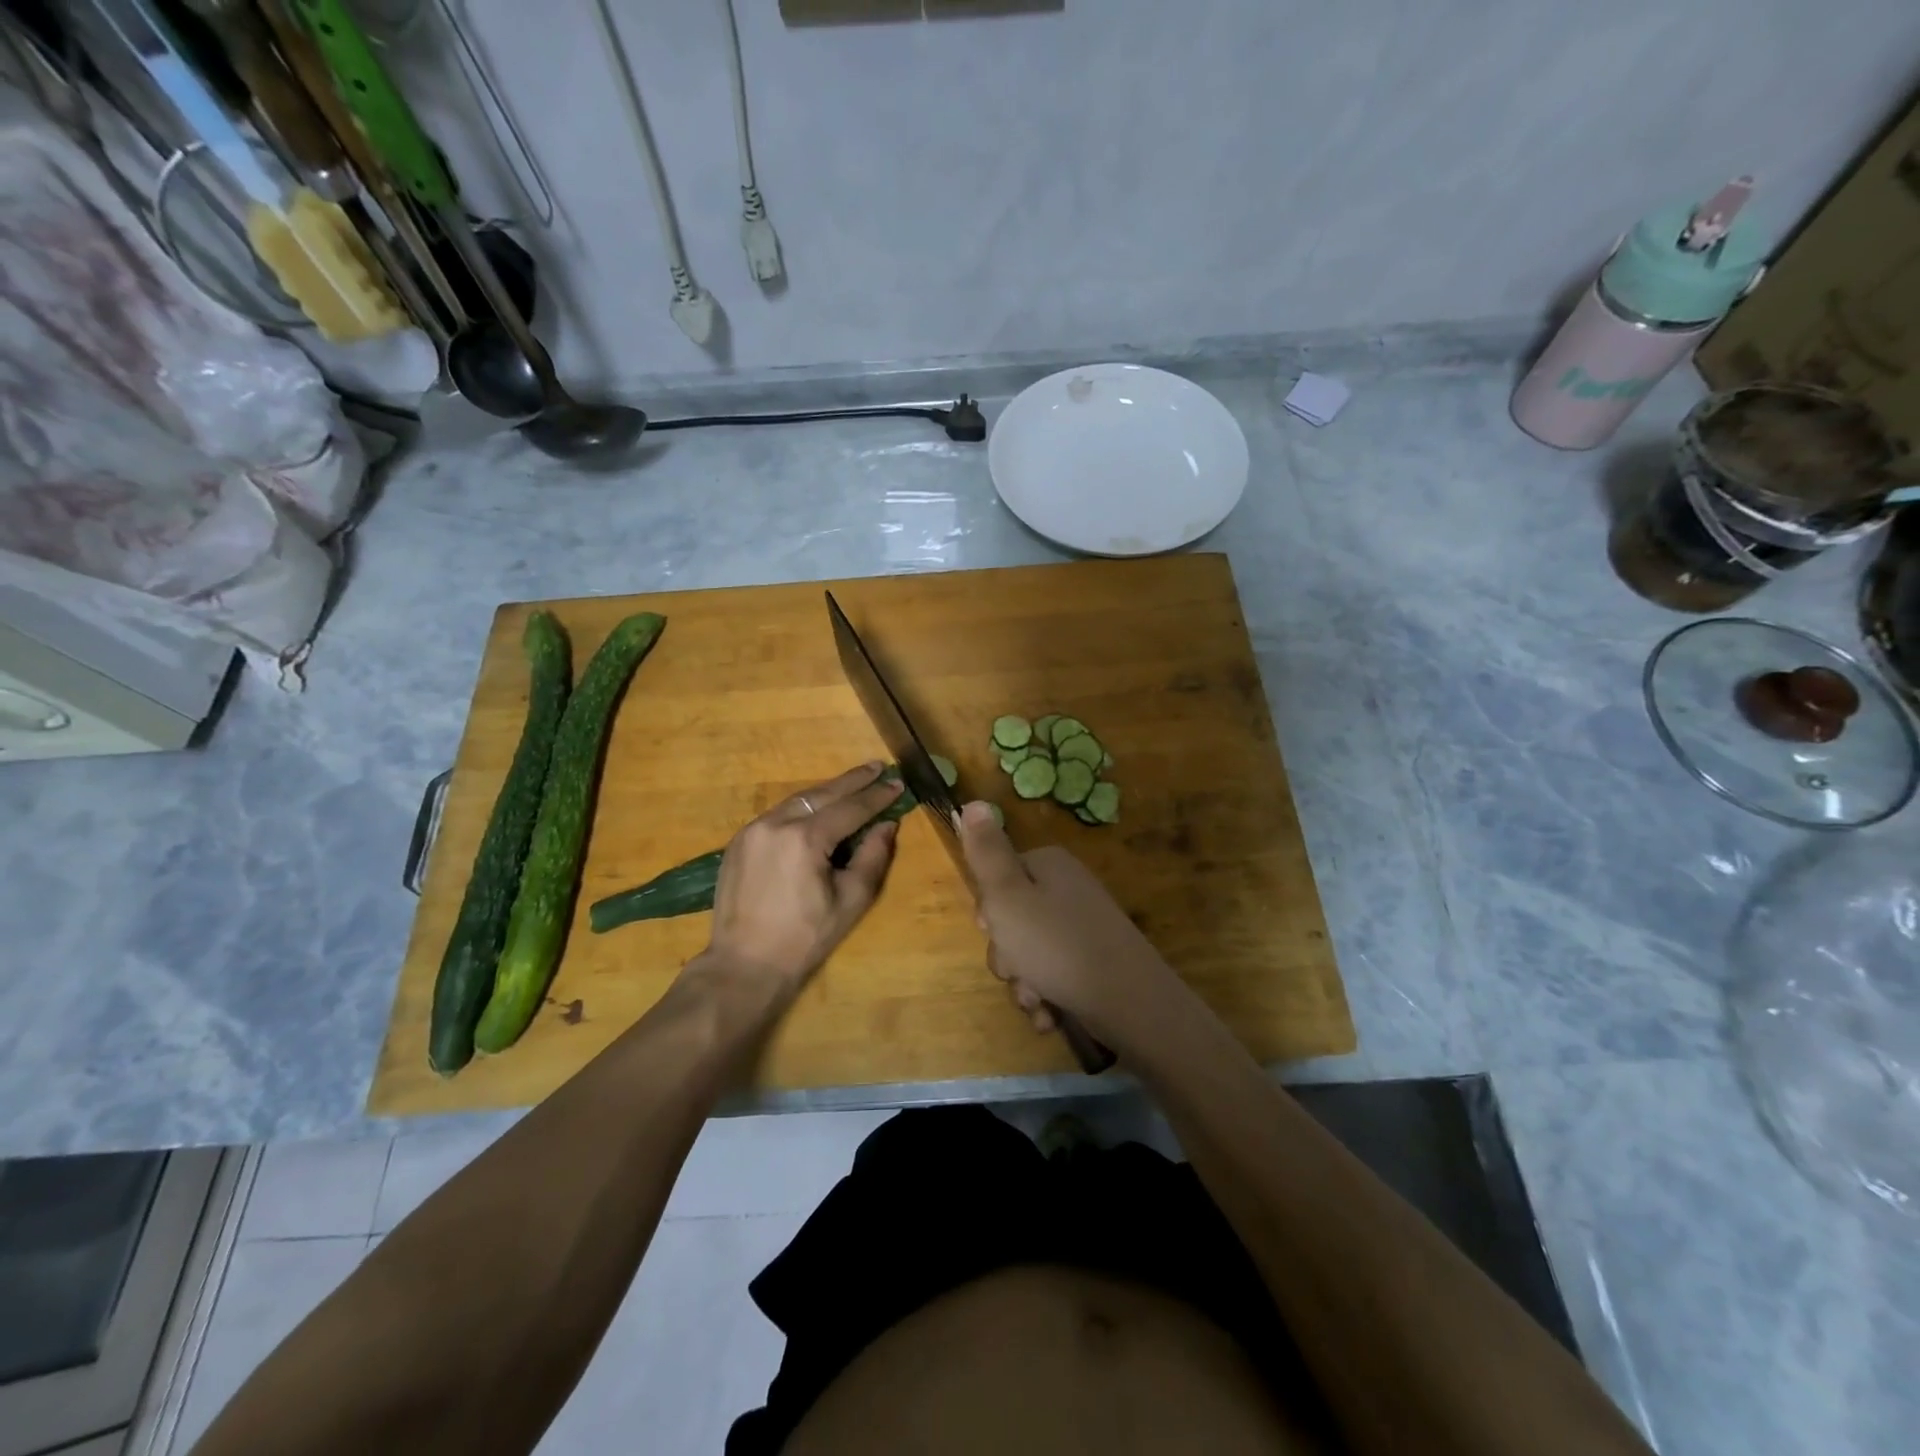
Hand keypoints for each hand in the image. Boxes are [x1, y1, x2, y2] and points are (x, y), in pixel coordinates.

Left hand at [698, 763, 902, 992]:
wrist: (744, 964)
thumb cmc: (805, 938)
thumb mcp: (850, 900)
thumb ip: (872, 857)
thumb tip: (886, 825)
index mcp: (805, 838)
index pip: (850, 808)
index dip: (877, 796)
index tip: (898, 784)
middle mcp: (776, 823)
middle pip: (822, 793)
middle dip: (853, 780)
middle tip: (877, 767)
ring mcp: (753, 830)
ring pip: (797, 800)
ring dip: (827, 791)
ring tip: (852, 783)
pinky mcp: (739, 841)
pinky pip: (778, 814)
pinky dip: (803, 807)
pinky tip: (817, 808)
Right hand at [957, 801, 1188, 1051]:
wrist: (1130, 1003)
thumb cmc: (1057, 946)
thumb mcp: (1007, 896)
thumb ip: (986, 852)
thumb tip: (972, 802)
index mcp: (1048, 866)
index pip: (998, 879)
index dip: (988, 910)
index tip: (992, 930)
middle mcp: (1067, 890)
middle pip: (1012, 920)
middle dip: (1007, 955)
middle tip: (1017, 969)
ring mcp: (1083, 928)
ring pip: (1029, 955)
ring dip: (1024, 983)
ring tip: (1037, 1000)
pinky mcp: (1094, 963)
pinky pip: (1054, 976)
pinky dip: (1047, 998)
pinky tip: (1051, 1016)